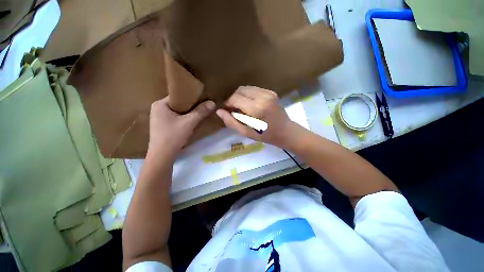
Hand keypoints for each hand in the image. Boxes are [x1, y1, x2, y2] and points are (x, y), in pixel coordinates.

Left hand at [149, 97, 214, 155]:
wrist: (162, 156)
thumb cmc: (173, 136)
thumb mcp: (189, 122)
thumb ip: (201, 112)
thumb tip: (212, 102)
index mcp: (160, 104)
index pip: (178, 96)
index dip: (191, 97)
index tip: (202, 98)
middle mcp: (158, 109)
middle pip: (179, 104)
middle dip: (191, 106)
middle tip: (203, 106)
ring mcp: (160, 118)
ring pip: (178, 112)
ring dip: (189, 113)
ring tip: (200, 113)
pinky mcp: (163, 126)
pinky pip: (177, 118)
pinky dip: (185, 119)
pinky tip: (192, 122)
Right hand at [216, 86, 303, 148]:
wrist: (285, 131)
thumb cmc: (265, 135)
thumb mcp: (246, 133)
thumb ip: (231, 122)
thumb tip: (219, 111)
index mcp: (256, 109)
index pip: (235, 98)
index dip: (228, 103)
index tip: (226, 109)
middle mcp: (262, 97)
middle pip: (240, 90)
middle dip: (233, 98)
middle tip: (233, 108)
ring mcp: (268, 93)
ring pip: (246, 88)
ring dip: (240, 96)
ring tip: (240, 106)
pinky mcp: (271, 92)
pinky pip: (254, 89)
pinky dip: (248, 95)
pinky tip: (249, 104)